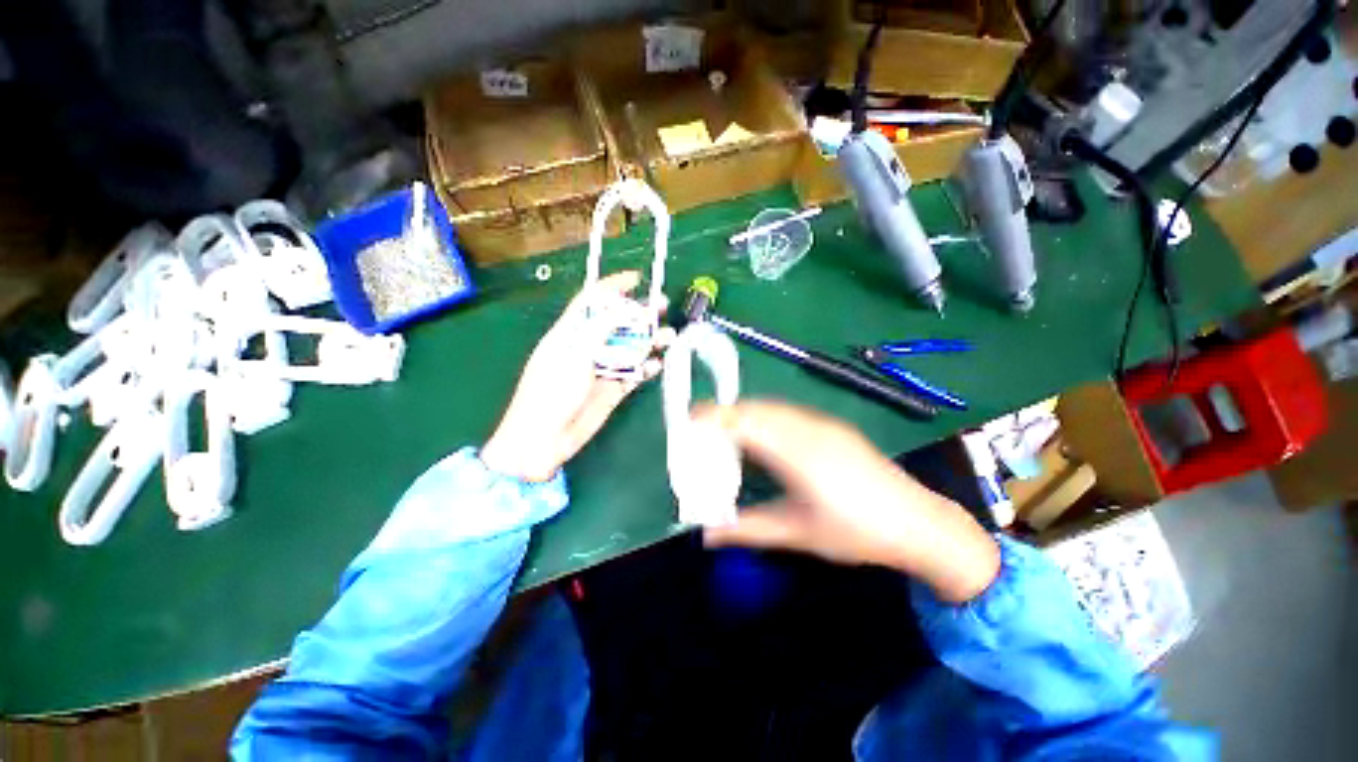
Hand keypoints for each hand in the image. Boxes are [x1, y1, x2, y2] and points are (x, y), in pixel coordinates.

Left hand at [481, 271, 670, 482]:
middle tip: (662, 306)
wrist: (544, 439)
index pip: (593, 300)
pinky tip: (656, 365)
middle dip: (639, 313)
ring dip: (649, 340)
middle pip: (618, 323)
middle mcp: (589, 347)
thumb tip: (628, 309)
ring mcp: (602, 368)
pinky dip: (647, 367)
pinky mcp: (613, 389)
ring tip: (668, 337)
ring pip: (630, 347)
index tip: (637, 279)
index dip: (613, 287)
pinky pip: (634, 373)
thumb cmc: (550, 392)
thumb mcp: (573, 354)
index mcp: (571, 333)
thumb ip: (601, 329)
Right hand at [697, 401, 1000, 602]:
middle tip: (700, 431)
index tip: (688, 421)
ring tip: (724, 432)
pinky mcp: (832, 425)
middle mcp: (808, 429)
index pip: (745, 422)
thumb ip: (748, 529)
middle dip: (723, 413)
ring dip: (743, 413)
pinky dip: (763, 416)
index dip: (714, 416)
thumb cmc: (857, 533)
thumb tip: (706, 534)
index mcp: (797, 454)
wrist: (920, 523)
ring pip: (771, 407)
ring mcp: (823, 423)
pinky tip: (760, 434)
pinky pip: (787, 412)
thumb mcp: (798, 533)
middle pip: (755, 408)